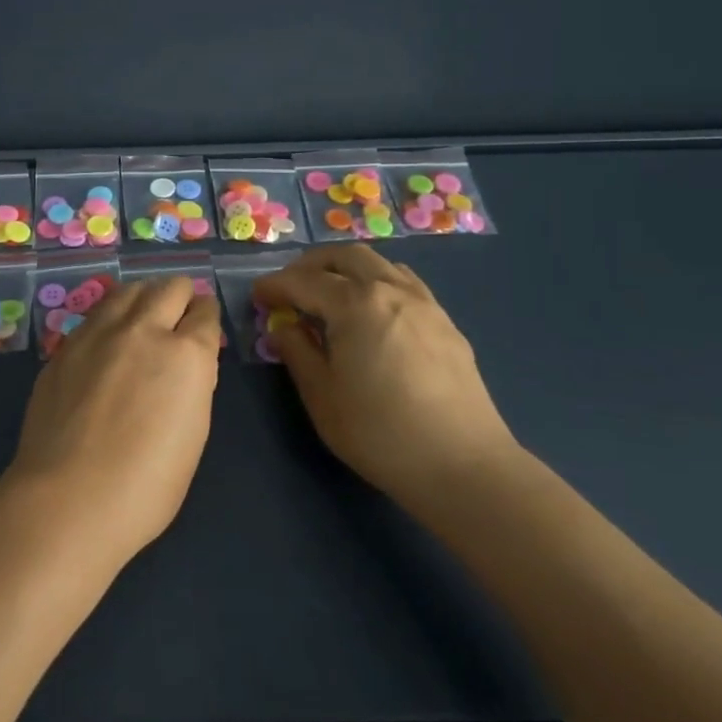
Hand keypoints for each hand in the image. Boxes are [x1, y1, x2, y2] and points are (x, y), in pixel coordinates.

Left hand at [2, 277, 222, 567]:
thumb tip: (184, 367)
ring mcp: (100, 332)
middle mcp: (145, 330)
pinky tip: (108, 337)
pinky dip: (111, 316)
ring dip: (145, 297)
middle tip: (177, 318)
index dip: (206, 317)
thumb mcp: (193, 436)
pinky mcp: (67, 344)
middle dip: (180, 297)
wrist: (69, 497)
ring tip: (144, 316)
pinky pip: (97, 313)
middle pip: (170, 287)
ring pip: (130, 289)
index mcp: (187, 356)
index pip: (205, 313)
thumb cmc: (146, 486)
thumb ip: (192, 386)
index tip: (203, 326)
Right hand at [253, 246, 517, 508]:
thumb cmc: (380, 432)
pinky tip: (372, 313)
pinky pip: (404, 283)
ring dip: (346, 269)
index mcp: (355, 304)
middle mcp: (391, 290)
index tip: (257, 297)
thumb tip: (284, 327)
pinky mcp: (445, 323)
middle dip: (310, 265)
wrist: (463, 465)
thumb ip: (297, 352)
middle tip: (290, 288)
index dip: (275, 286)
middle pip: (344, 256)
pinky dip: (377, 283)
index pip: (304, 281)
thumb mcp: (321, 396)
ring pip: (379, 263)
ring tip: (329, 295)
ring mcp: (424, 303)